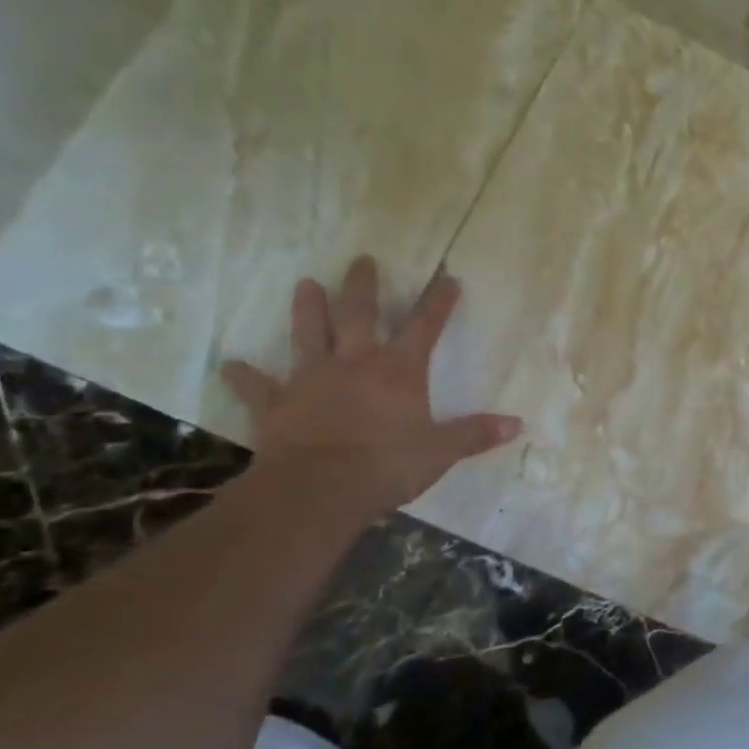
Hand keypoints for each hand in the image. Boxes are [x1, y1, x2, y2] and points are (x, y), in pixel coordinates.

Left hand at [220, 256, 520, 518]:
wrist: (318, 489)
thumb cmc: (388, 465)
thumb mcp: (442, 451)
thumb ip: (476, 434)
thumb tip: (518, 424)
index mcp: (398, 371)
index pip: (424, 327)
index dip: (438, 302)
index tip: (448, 278)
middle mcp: (354, 364)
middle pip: (358, 316)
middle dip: (363, 287)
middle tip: (362, 259)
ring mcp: (311, 380)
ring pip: (308, 336)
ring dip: (307, 310)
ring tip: (305, 284)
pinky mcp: (276, 405)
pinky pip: (258, 387)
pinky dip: (244, 376)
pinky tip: (230, 365)